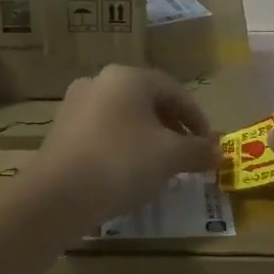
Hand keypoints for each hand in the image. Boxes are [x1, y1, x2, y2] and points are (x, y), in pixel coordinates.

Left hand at [38, 65, 219, 223]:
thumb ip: (198, 150)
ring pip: (125, 119)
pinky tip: (129, 174)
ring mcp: (75, 105)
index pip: (175, 91)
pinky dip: (123, 148)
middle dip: (173, 129)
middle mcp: (100, 82)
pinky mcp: (61, 132)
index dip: (198, 119)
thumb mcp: (170, 156)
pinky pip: (103, 134)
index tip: (209, 146)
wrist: (56, 196)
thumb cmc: (121, 163)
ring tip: (161, 167)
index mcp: (128, 77)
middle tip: (188, 155)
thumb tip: (218, 152)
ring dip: (148, 139)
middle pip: (149, 103)